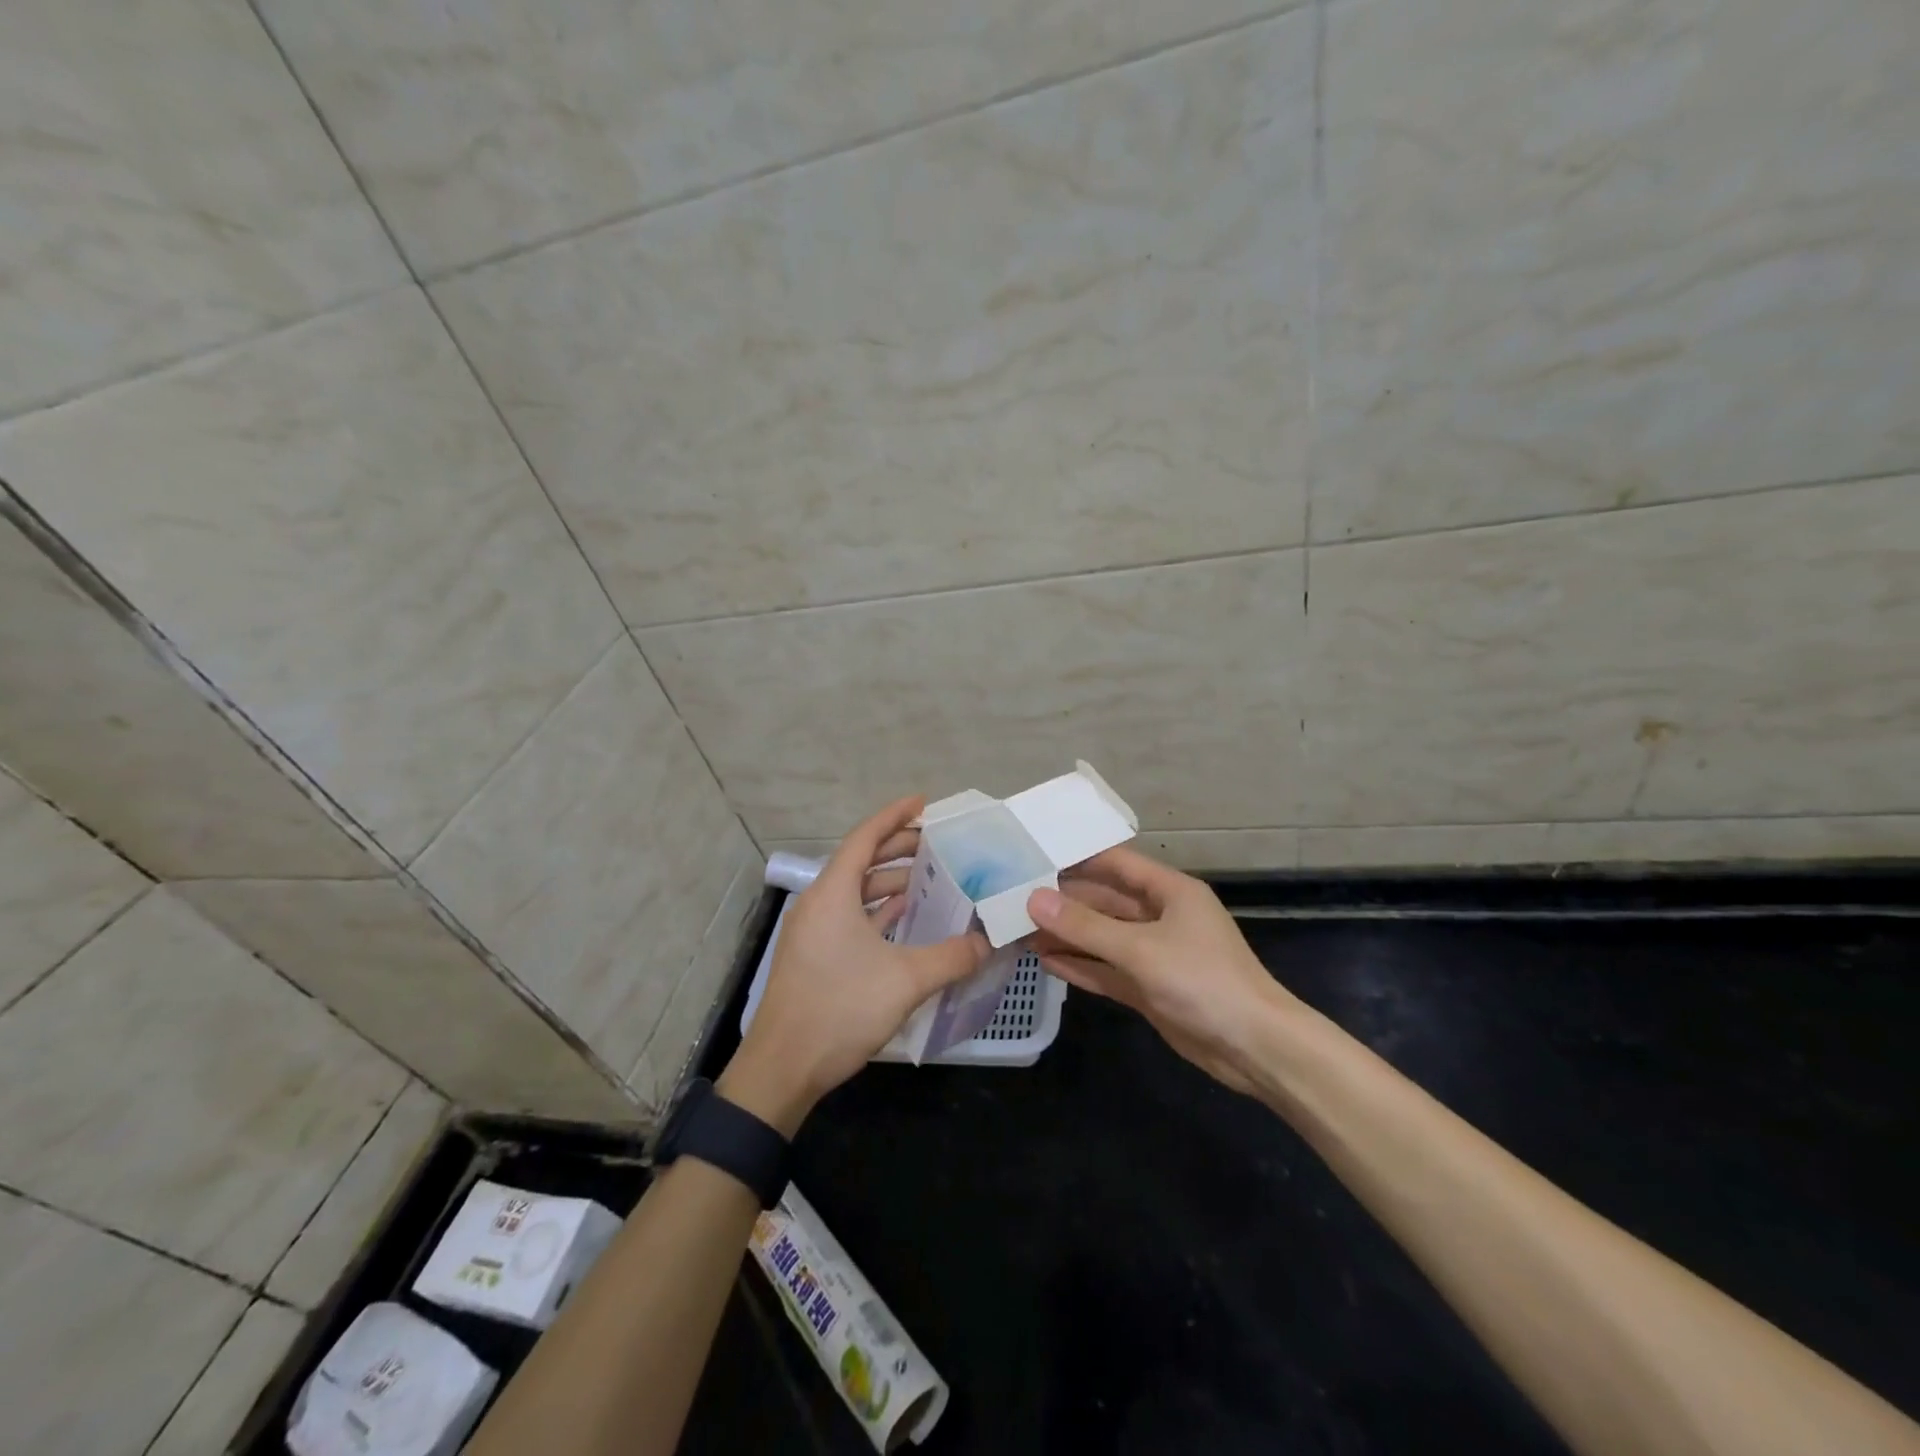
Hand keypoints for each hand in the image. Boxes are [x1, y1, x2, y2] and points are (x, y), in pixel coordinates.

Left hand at [720, 797, 988, 1133]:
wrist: (782, 1068)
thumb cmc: (840, 1009)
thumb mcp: (905, 980)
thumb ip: (952, 957)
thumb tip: (988, 943)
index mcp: (832, 893)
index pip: (865, 837)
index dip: (894, 816)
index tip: (923, 803)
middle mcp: (819, 903)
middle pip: (860, 861)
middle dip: (898, 848)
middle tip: (937, 843)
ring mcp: (813, 930)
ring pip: (855, 891)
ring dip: (889, 881)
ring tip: (928, 877)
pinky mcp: (815, 955)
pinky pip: (850, 916)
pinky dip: (878, 910)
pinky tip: (905, 917)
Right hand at [1027, 847, 1296, 1094]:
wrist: (1255, 1048)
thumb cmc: (1202, 981)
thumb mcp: (1140, 949)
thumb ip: (1084, 926)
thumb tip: (1033, 899)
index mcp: (1171, 892)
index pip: (1116, 863)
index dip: (1077, 859)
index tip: (1035, 857)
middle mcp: (1162, 916)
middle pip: (1105, 901)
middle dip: (1065, 903)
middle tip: (1015, 900)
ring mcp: (1156, 954)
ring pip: (1103, 938)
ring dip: (1068, 936)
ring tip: (1021, 932)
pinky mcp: (1151, 988)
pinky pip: (1109, 970)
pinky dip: (1082, 966)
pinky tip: (1048, 962)